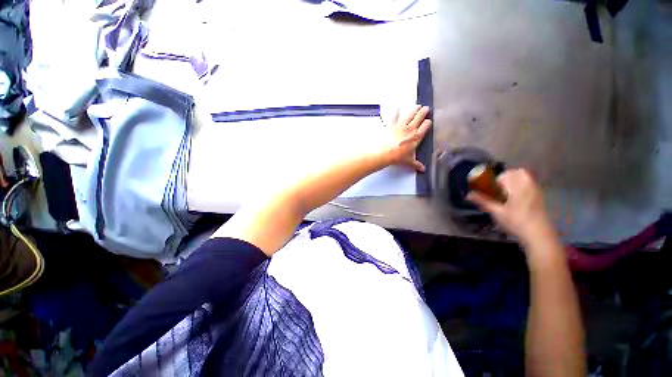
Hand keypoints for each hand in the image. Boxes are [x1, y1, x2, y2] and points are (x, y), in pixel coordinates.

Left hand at [384, 105, 431, 171]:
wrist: (384, 152)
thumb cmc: (397, 157)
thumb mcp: (408, 162)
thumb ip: (416, 164)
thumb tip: (422, 169)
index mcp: (416, 137)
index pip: (425, 126)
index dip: (427, 123)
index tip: (428, 122)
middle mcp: (410, 129)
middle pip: (419, 117)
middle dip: (423, 112)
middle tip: (426, 108)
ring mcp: (401, 125)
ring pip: (410, 114)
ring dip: (414, 109)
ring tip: (417, 106)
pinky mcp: (391, 124)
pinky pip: (395, 115)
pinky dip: (396, 111)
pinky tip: (397, 107)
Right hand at [467, 169, 555, 243]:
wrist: (539, 235)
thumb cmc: (516, 222)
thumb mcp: (497, 212)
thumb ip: (483, 201)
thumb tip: (468, 194)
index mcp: (518, 187)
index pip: (508, 174)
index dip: (498, 179)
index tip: (493, 188)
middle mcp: (529, 186)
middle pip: (519, 172)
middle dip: (507, 177)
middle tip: (499, 188)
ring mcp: (537, 191)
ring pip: (526, 178)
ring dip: (515, 181)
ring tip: (507, 193)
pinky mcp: (541, 197)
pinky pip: (531, 184)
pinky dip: (523, 186)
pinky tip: (517, 199)